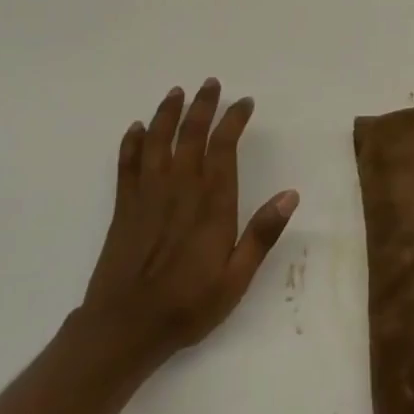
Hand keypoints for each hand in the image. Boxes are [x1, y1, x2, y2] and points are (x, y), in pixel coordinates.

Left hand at [79, 78, 297, 369]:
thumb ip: (262, 234)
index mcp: (211, 203)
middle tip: (211, 83)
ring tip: (176, 93)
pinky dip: (131, 143)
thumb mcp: (236, 278)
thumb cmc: (187, 304)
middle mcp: (180, 189)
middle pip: (190, 135)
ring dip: (166, 114)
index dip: (234, 120)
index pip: (224, 147)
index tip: (244, 103)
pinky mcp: (123, 208)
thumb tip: (291, 194)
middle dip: (202, 106)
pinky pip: (127, 165)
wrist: (123, 330)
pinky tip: (135, 128)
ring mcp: (147, 196)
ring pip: (157, 142)